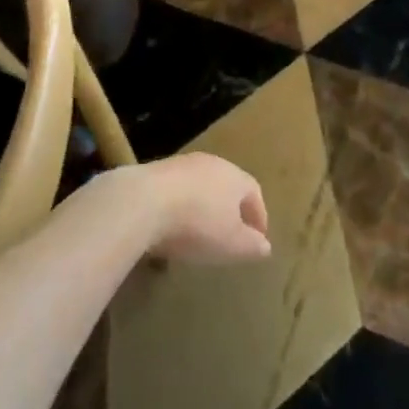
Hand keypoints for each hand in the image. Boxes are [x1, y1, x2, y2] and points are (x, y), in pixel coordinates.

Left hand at [137, 153, 270, 263]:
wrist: (143, 202)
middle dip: (231, 209)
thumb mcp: (232, 244)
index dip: (259, 215)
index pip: (254, 192)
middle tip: (231, 234)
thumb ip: (252, 245)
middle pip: (227, 185)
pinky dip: (180, 207)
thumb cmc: (198, 224)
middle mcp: (211, 163)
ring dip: (204, 206)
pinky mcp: (156, 170)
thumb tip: (265, 245)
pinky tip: (172, 227)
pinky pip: (177, 190)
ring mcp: (182, 164)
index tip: (258, 238)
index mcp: (235, 177)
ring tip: (200, 233)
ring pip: (201, 186)